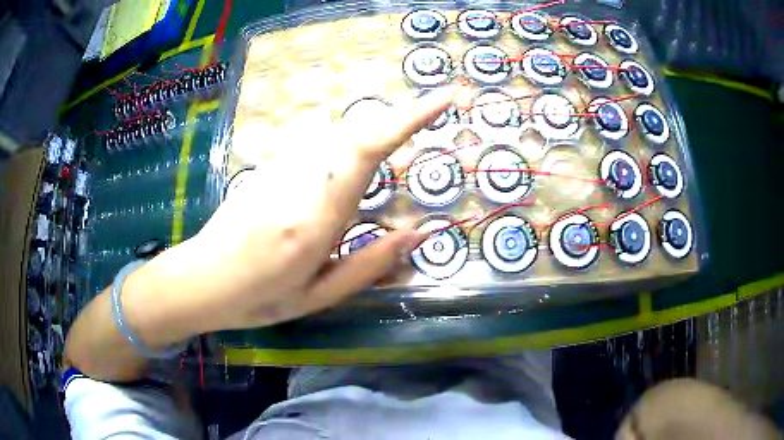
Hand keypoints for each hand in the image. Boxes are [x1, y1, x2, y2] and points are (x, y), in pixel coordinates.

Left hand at [127, 87, 454, 337]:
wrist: (201, 280)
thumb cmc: (259, 298)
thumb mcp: (318, 296)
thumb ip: (369, 264)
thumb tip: (418, 235)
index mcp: (316, 219)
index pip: (367, 150)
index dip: (407, 119)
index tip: (442, 99)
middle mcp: (299, 181)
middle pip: (356, 134)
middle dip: (394, 127)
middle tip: (404, 155)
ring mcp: (279, 168)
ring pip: (335, 138)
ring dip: (363, 146)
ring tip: (349, 193)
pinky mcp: (268, 166)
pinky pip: (314, 147)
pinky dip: (337, 156)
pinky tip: (323, 194)